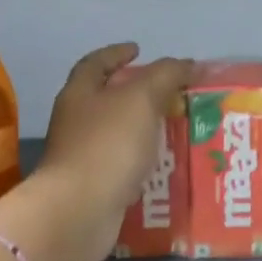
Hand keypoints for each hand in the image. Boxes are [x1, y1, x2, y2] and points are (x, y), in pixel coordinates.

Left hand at [35, 43, 193, 253]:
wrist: (79, 211)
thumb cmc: (108, 145)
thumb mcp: (142, 99)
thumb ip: (166, 76)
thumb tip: (187, 64)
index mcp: (79, 93)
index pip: (95, 62)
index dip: (117, 53)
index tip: (138, 50)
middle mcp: (75, 121)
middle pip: (104, 97)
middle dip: (135, 92)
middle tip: (168, 91)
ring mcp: (81, 155)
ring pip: (115, 132)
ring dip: (141, 127)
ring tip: (174, 126)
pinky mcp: (91, 185)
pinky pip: (120, 163)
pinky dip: (140, 159)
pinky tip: (162, 163)